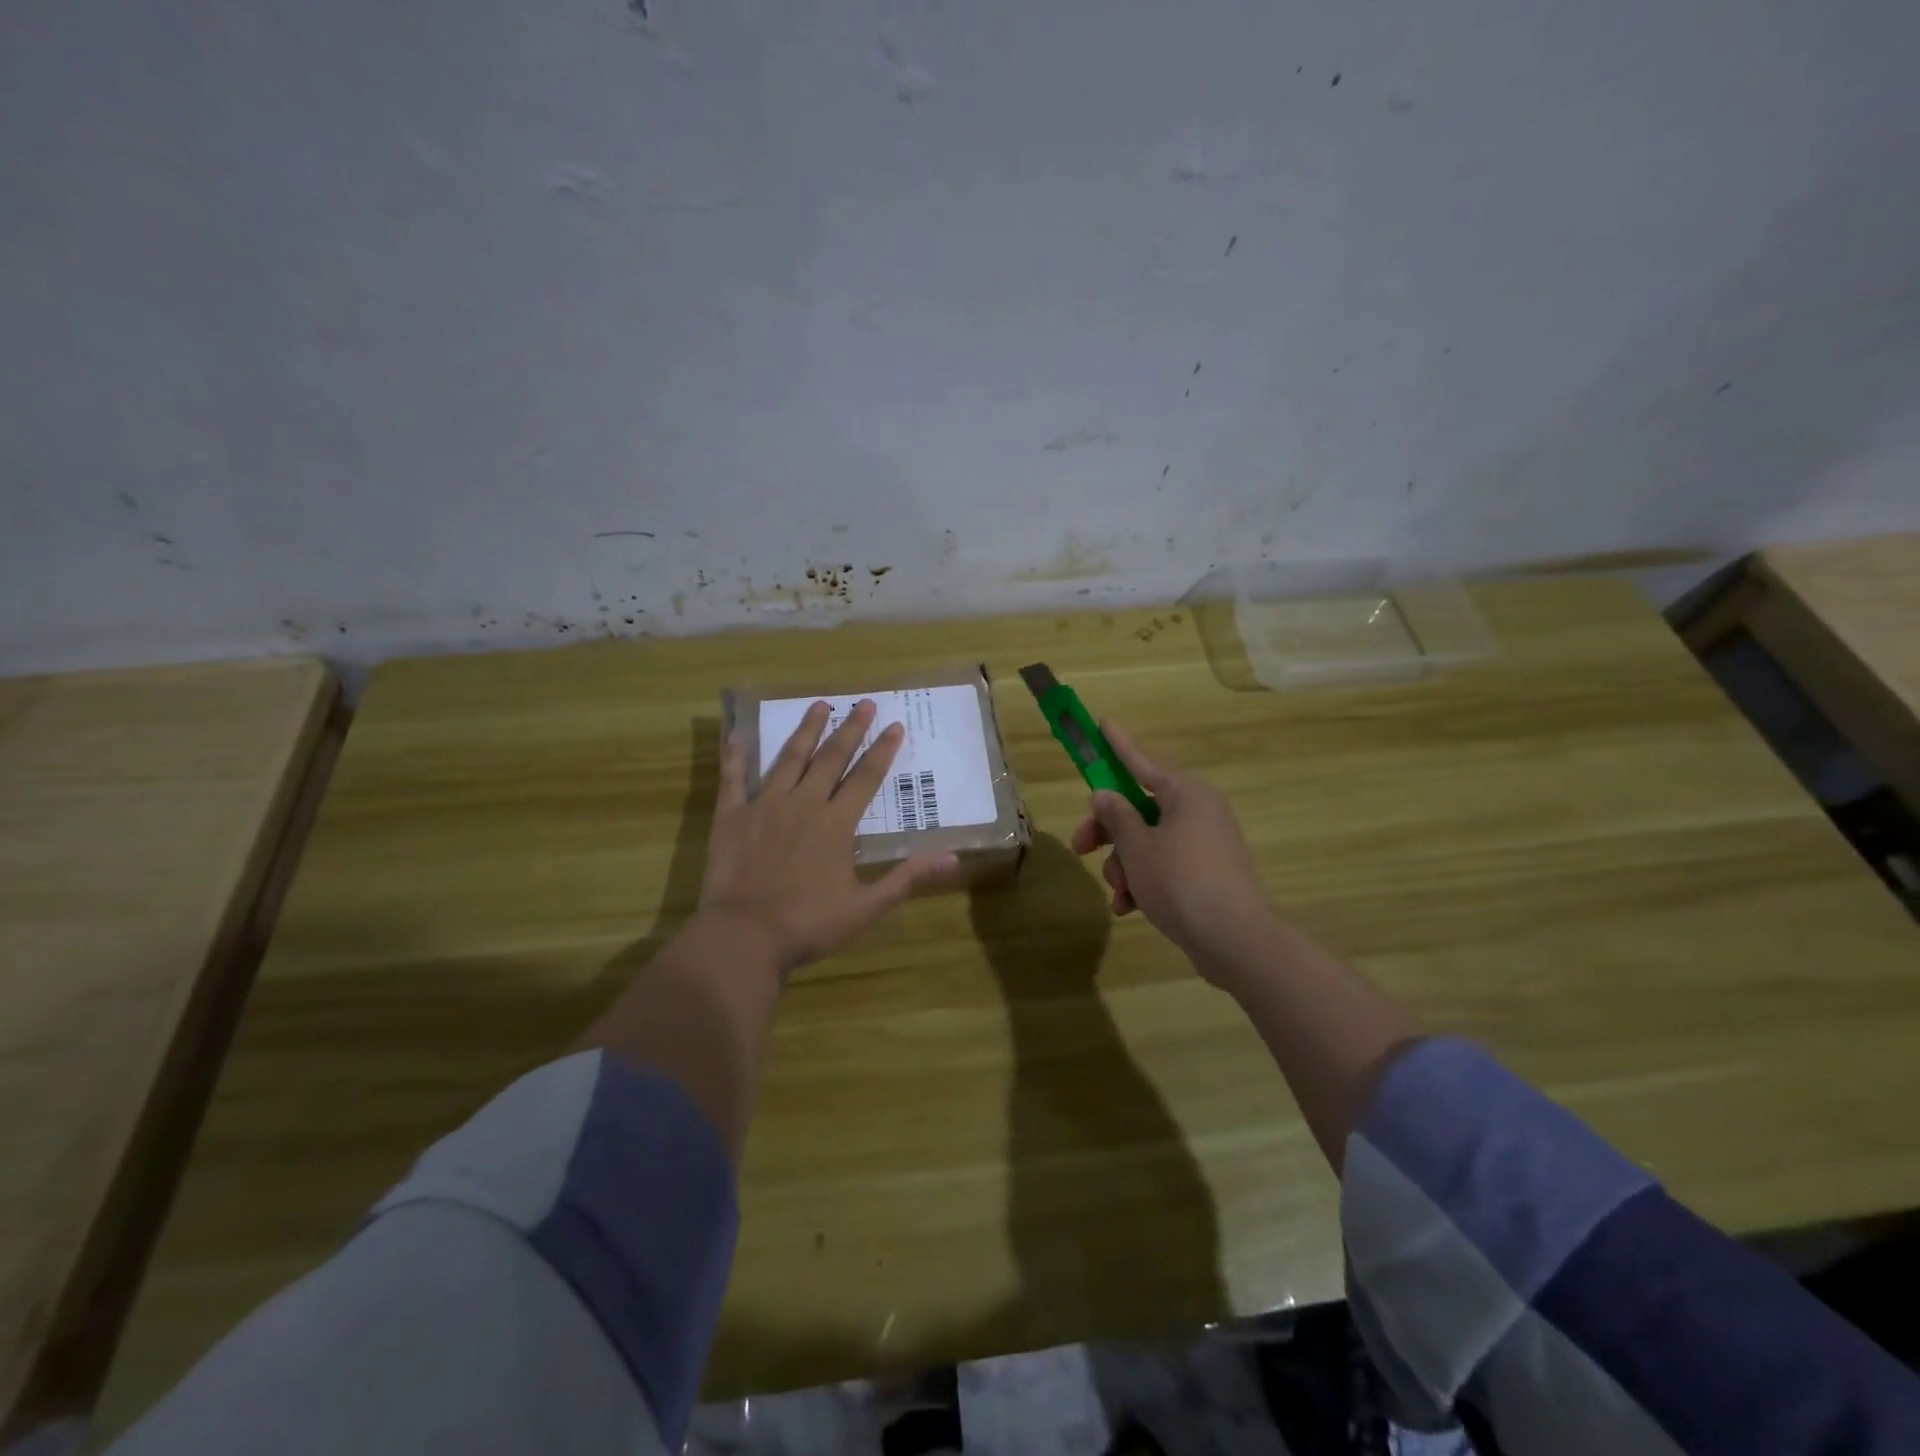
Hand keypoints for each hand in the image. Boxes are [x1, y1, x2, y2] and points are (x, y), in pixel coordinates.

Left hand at [698, 700, 957, 974]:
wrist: (744, 936)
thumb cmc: (809, 924)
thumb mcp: (867, 907)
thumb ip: (907, 878)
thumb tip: (953, 858)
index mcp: (837, 823)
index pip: (866, 778)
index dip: (882, 750)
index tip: (895, 725)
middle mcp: (804, 803)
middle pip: (831, 758)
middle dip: (850, 729)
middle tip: (864, 703)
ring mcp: (765, 805)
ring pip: (789, 758)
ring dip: (806, 730)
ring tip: (818, 704)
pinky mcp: (732, 816)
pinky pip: (733, 778)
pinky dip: (735, 755)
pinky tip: (738, 734)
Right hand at [1069, 721, 1275, 986]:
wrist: (1235, 942)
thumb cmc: (1181, 882)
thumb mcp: (1138, 847)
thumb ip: (1116, 817)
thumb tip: (1105, 795)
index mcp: (1186, 794)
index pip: (1142, 762)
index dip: (1118, 744)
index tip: (1103, 722)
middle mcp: (1198, 811)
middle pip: (1139, 808)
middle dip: (1108, 831)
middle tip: (1080, 847)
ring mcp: (1205, 844)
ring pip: (1148, 841)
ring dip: (1125, 865)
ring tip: (1120, 893)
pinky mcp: (1207, 873)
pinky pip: (1165, 866)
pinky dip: (1144, 881)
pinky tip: (1129, 908)